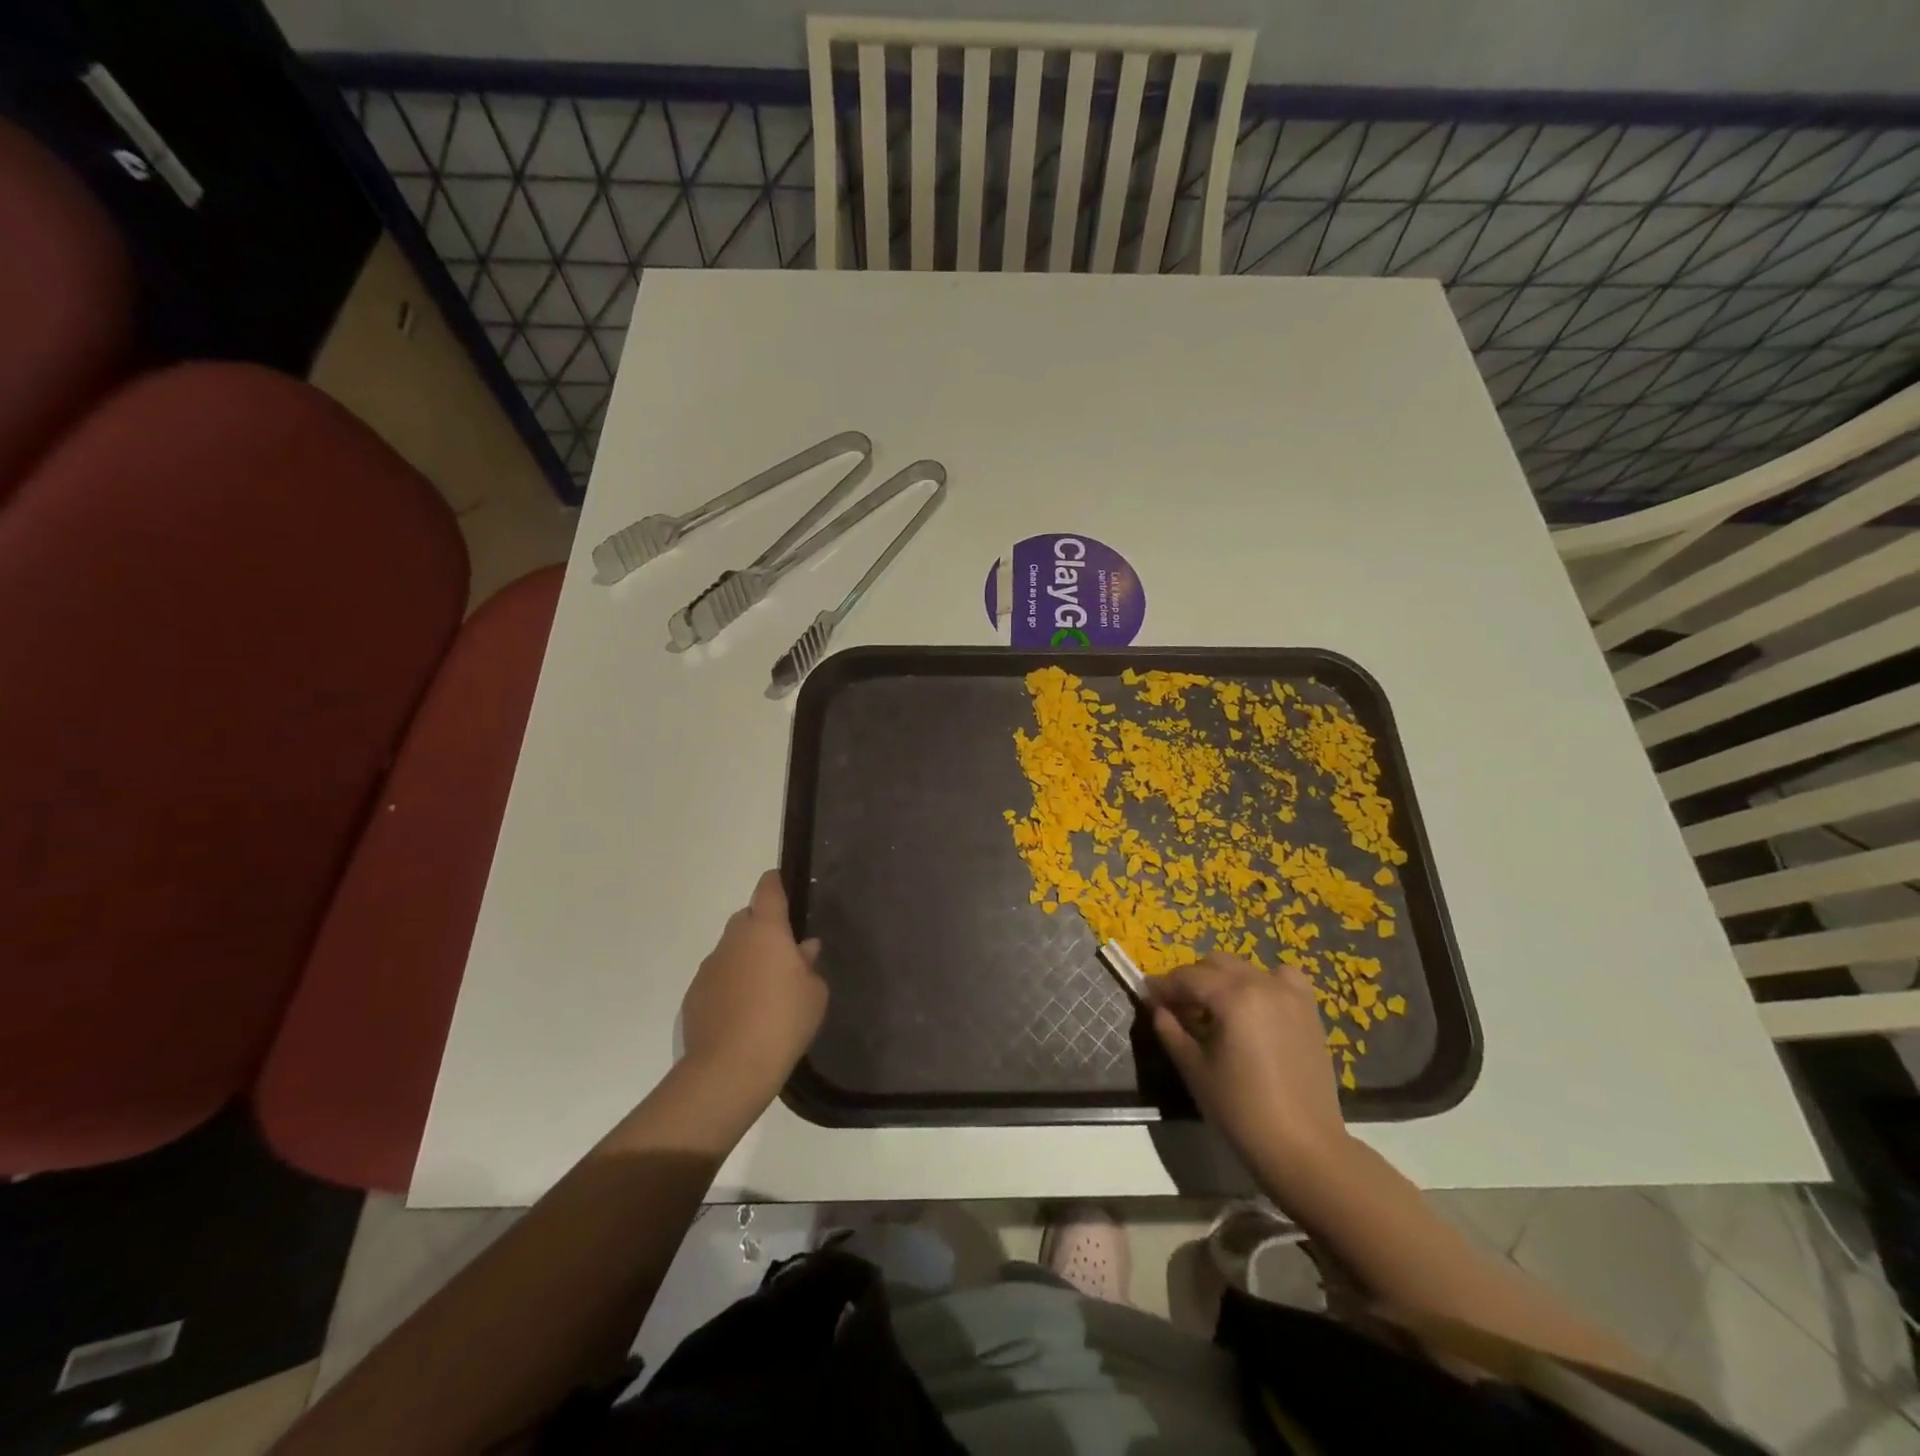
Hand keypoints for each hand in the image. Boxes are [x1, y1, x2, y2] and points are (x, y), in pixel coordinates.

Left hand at [679, 871, 827, 1108]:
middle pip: (748, 919)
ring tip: (764, 991)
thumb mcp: (814, 993)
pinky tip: (743, 1014)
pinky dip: (730, 985)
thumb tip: (803, 948)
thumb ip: (809, 964)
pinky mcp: (694, 994)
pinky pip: (718, 978)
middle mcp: (733, 939)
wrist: (729, 1069)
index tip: (782, 884)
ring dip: (746, 959)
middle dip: (763, 928)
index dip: (776, 883)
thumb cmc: (783, 1021)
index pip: (768, 890)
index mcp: (765, 929)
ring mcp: (709, 966)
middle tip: (783, 954)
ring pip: (731, 950)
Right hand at [1147, 954, 1353, 1195]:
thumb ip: (1170, 1030)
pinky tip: (1255, 1005)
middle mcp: (1262, 984)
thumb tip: (1157, 1007)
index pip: (1188, 977)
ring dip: (1223, 979)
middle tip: (1177, 1007)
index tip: (1147, 995)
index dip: (1163, 985)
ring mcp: (1290, 995)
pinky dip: (1263, 982)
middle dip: (1192, 980)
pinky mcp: (1309, 1011)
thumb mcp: (1194, 1070)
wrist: (1303, 1148)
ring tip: (1214, 1009)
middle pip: (1215, 964)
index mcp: (1233, 997)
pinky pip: (1281, 978)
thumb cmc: (1241, 1111)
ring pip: (1245, 968)